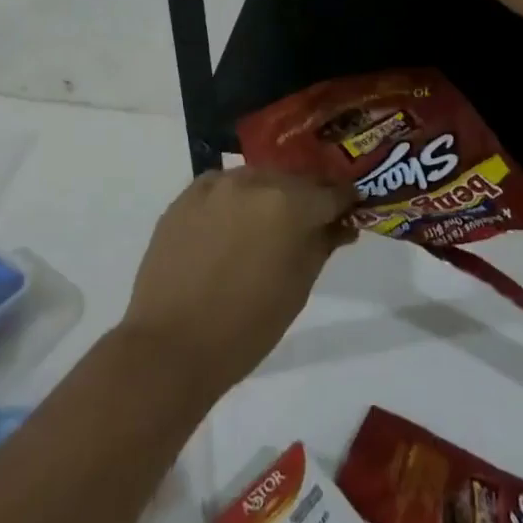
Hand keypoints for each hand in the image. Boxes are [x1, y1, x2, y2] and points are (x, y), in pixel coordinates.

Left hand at [119, 168, 353, 398]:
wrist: (172, 344)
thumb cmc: (247, 326)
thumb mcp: (298, 288)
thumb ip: (322, 244)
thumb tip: (341, 223)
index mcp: (288, 203)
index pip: (330, 191)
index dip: (345, 201)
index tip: (351, 210)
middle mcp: (253, 181)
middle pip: (293, 179)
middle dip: (307, 196)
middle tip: (313, 220)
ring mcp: (216, 184)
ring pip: (257, 178)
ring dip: (270, 194)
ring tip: (270, 223)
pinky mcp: (187, 194)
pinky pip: (223, 185)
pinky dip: (235, 198)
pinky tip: (234, 224)